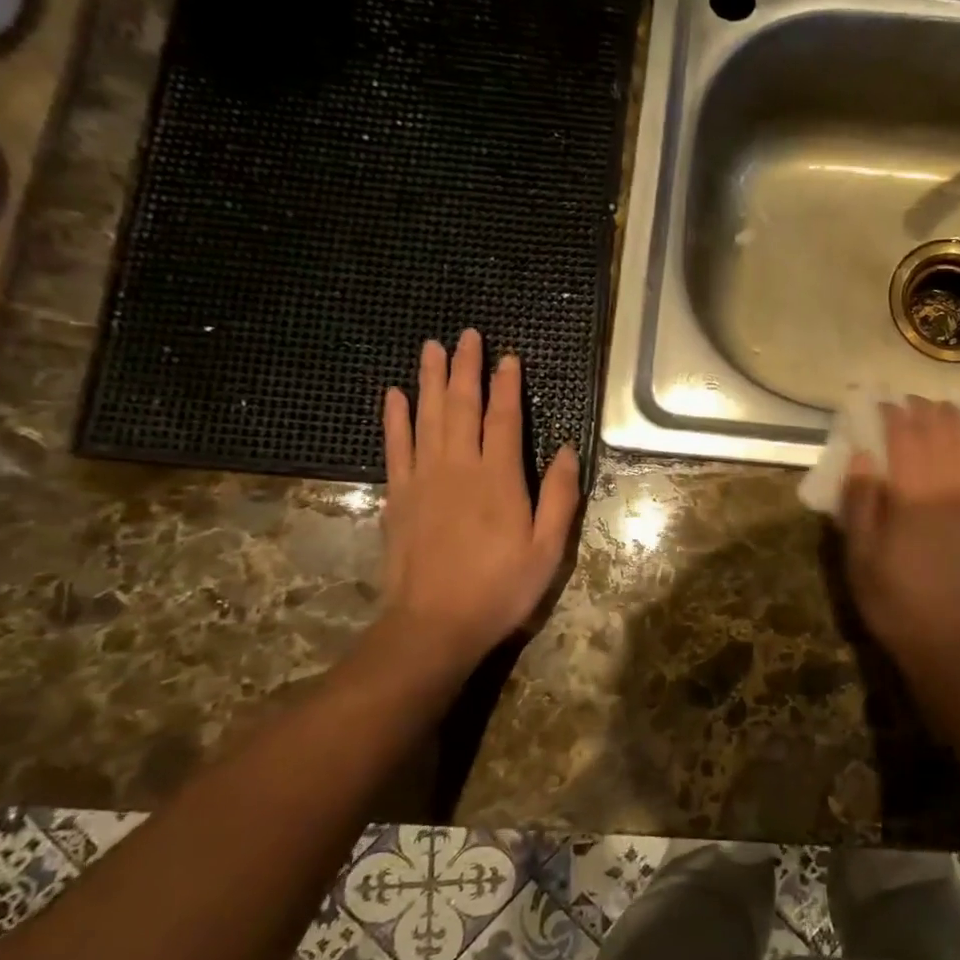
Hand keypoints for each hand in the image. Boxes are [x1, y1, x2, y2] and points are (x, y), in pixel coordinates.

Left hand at [379, 330, 579, 672]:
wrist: (434, 624)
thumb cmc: (501, 588)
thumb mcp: (548, 550)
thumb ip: (558, 497)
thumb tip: (564, 450)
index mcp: (499, 479)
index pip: (503, 419)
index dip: (506, 386)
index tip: (508, 357)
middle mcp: (459, 467)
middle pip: (461, 407)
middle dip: (466, 369)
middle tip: (467, 335)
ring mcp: (423, 479)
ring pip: (427, 417)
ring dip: (430, 380)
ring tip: (432, 348)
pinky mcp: (398, 496)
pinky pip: (395, 446)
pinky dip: (395, 418)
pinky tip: (395, 395)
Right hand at [838, 398, 959, 661]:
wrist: (949, 637)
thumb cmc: (894, 599)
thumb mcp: (859, 556)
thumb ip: (860, 501)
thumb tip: (863, 454)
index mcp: (913, 499)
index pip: (906, 438)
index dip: (893, 414)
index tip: (882, 405)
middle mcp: (951, 489)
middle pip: (942, 430)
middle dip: (924, 410)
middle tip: (909, 406)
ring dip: (957, 418)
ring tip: (941, 414)